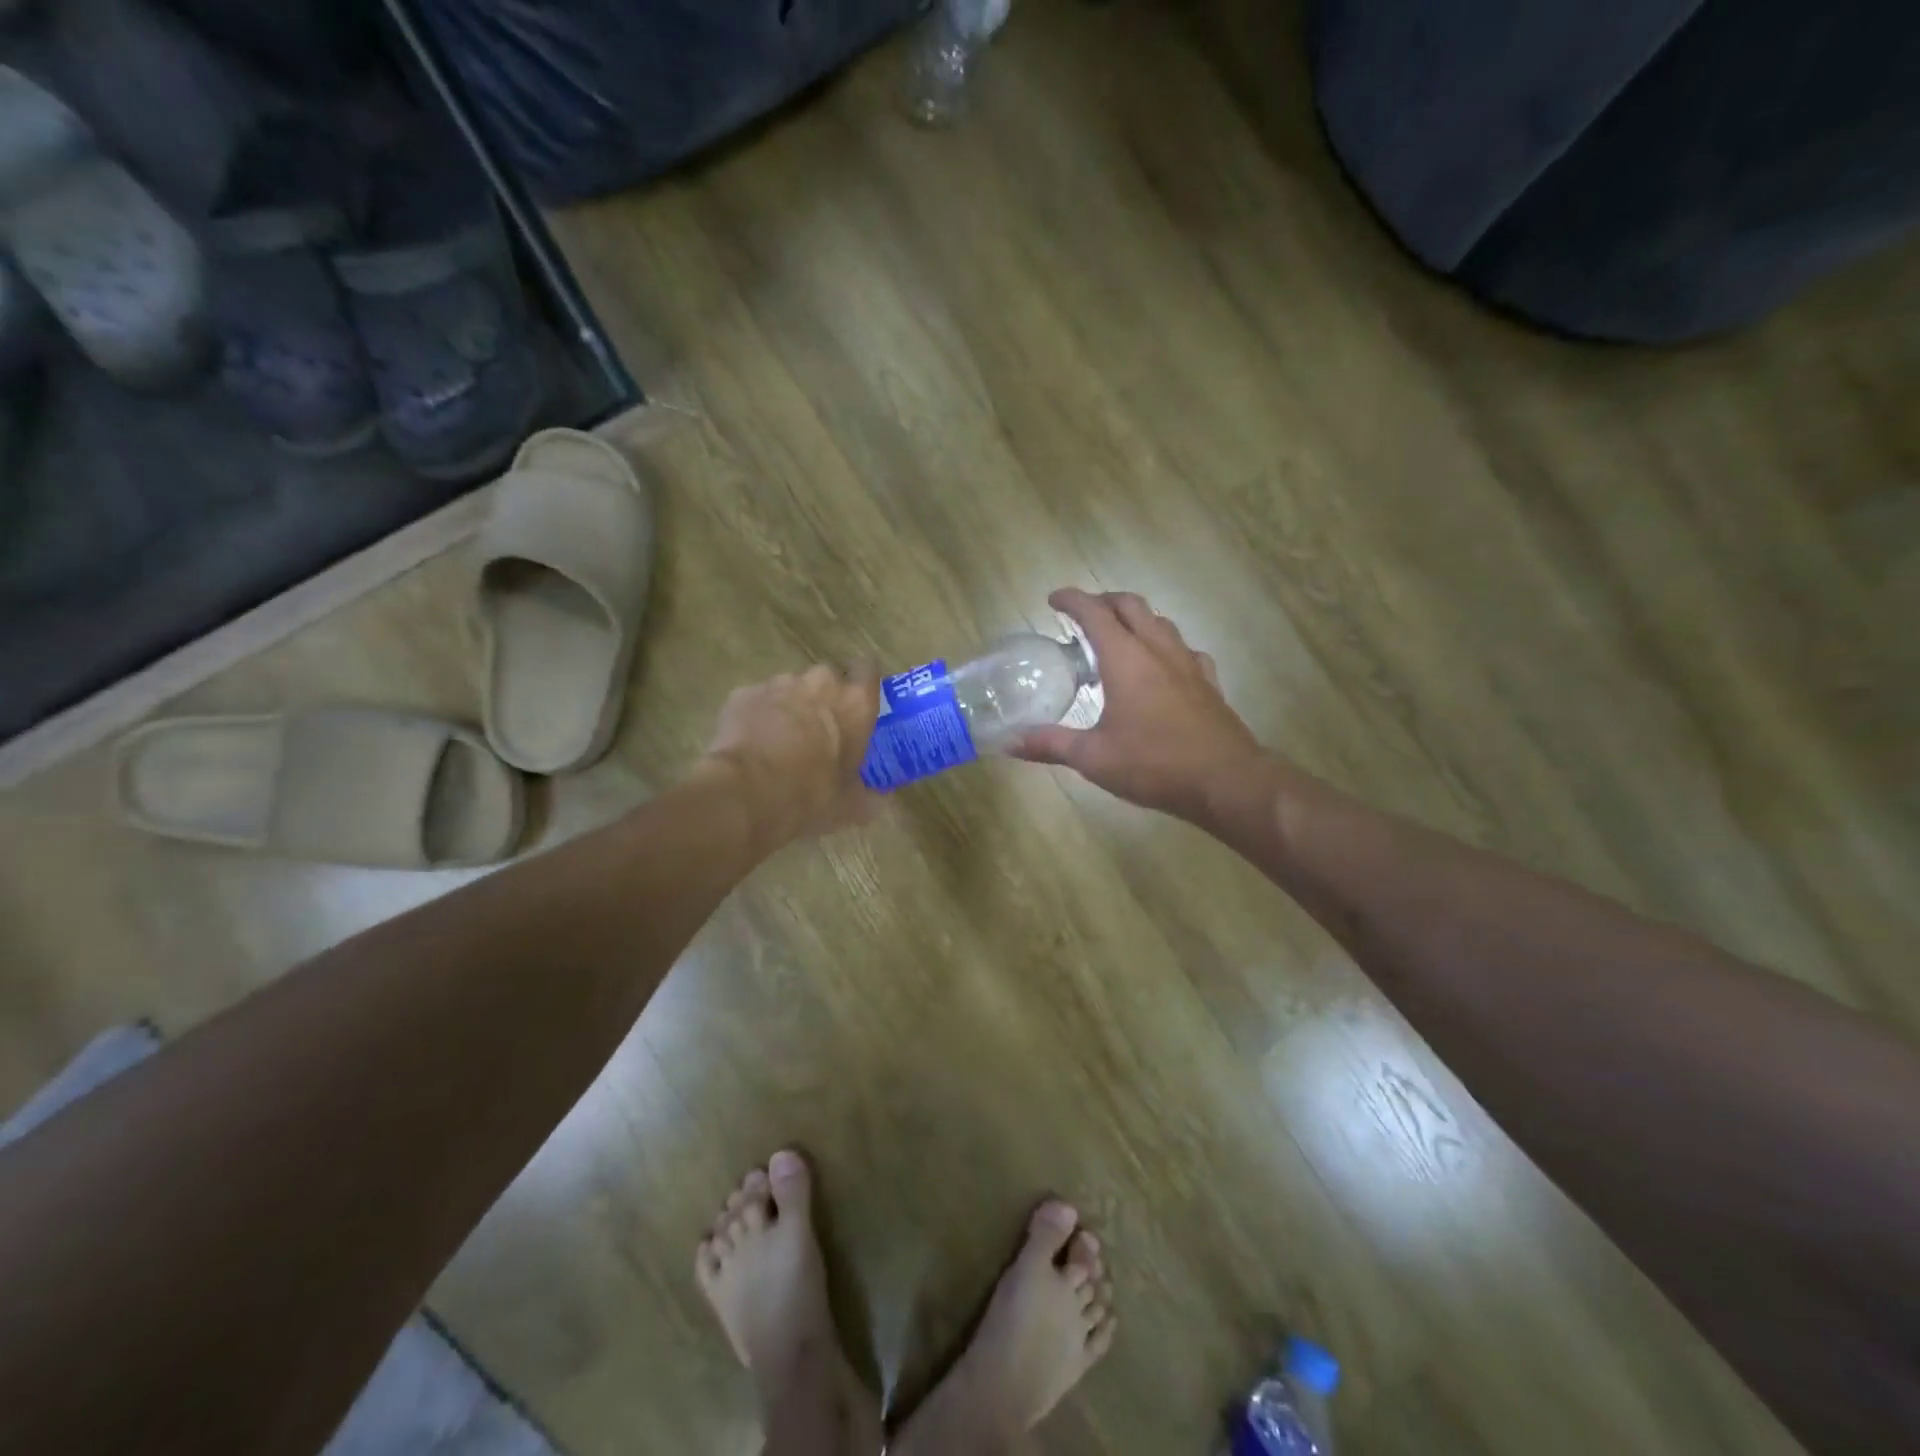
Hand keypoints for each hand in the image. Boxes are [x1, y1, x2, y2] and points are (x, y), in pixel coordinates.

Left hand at [698, 666, 884, 847]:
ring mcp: (778, 684)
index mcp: (855, 702)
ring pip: (789, 688)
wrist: (748, 795)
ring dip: (790, 706)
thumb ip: (871, 796)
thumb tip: (879, 800)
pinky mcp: (743, 694)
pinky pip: (757, 700)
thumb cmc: (812, 796)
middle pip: (827, 679)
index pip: (868, 669)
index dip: (863, 682)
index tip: (858, 702)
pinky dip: (758, 716)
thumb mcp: (852, 806)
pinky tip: (752, 744)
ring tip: (781, 740)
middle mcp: (820, 682)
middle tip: (821, 731)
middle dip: (824, 698)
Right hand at [1013, 588, 1264, 823]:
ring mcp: (1188, 664)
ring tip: (1119, 636)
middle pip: (1131, 605)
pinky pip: (1185, 650)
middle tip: (1084, 614)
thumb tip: (1009, 742)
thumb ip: (1050, 744)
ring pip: (1161, 622)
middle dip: (1104, 601)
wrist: (1226, 781)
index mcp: (1126, 659)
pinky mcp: (1208, 683)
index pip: (1094, 613)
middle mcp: (1158, 651)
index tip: (1053, 599)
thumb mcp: (1094, 758)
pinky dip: (1165, 646)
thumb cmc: (1154, 764)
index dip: (1072, 600)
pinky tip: (1162, 667)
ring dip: (1136, 619)